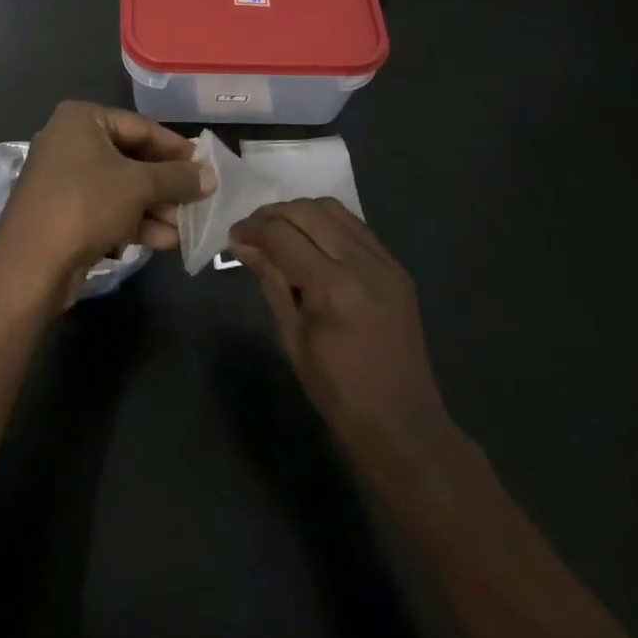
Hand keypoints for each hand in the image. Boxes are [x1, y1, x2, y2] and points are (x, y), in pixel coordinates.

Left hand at [0, 101, 213, 313]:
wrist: (30, 264)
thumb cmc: (86, 204)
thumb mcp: (138, 186)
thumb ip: (177, 178)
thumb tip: (210, 176)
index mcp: (82, 119)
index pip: (141, 126)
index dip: (176, 148)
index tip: (205, 167)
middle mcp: (69, 141)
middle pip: (131, 158)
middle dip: (165, 185)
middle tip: (198, 202)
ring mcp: (62, 178)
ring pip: (120, 187)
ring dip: (154, 208)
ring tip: (185, 229)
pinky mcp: (62, 212)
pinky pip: (106, 208)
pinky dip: (133, 222)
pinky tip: (163, 242)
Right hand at [232, 199, 449, 466]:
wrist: (405, 427)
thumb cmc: (339, 393)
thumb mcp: (293, 338)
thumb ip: (271, 282)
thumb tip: (243, 245)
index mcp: (335, 288)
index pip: (282, 235)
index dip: (252, 229)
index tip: (233, 236)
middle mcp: (363, 264)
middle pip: (308, 212)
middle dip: (273, 213)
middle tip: (252, 230)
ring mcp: (386, 262)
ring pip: (333, 209)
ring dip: (300, 212)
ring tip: (279, 231)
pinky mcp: (397, 268)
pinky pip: (355, 227)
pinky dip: (326, 223)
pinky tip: (310, 240)